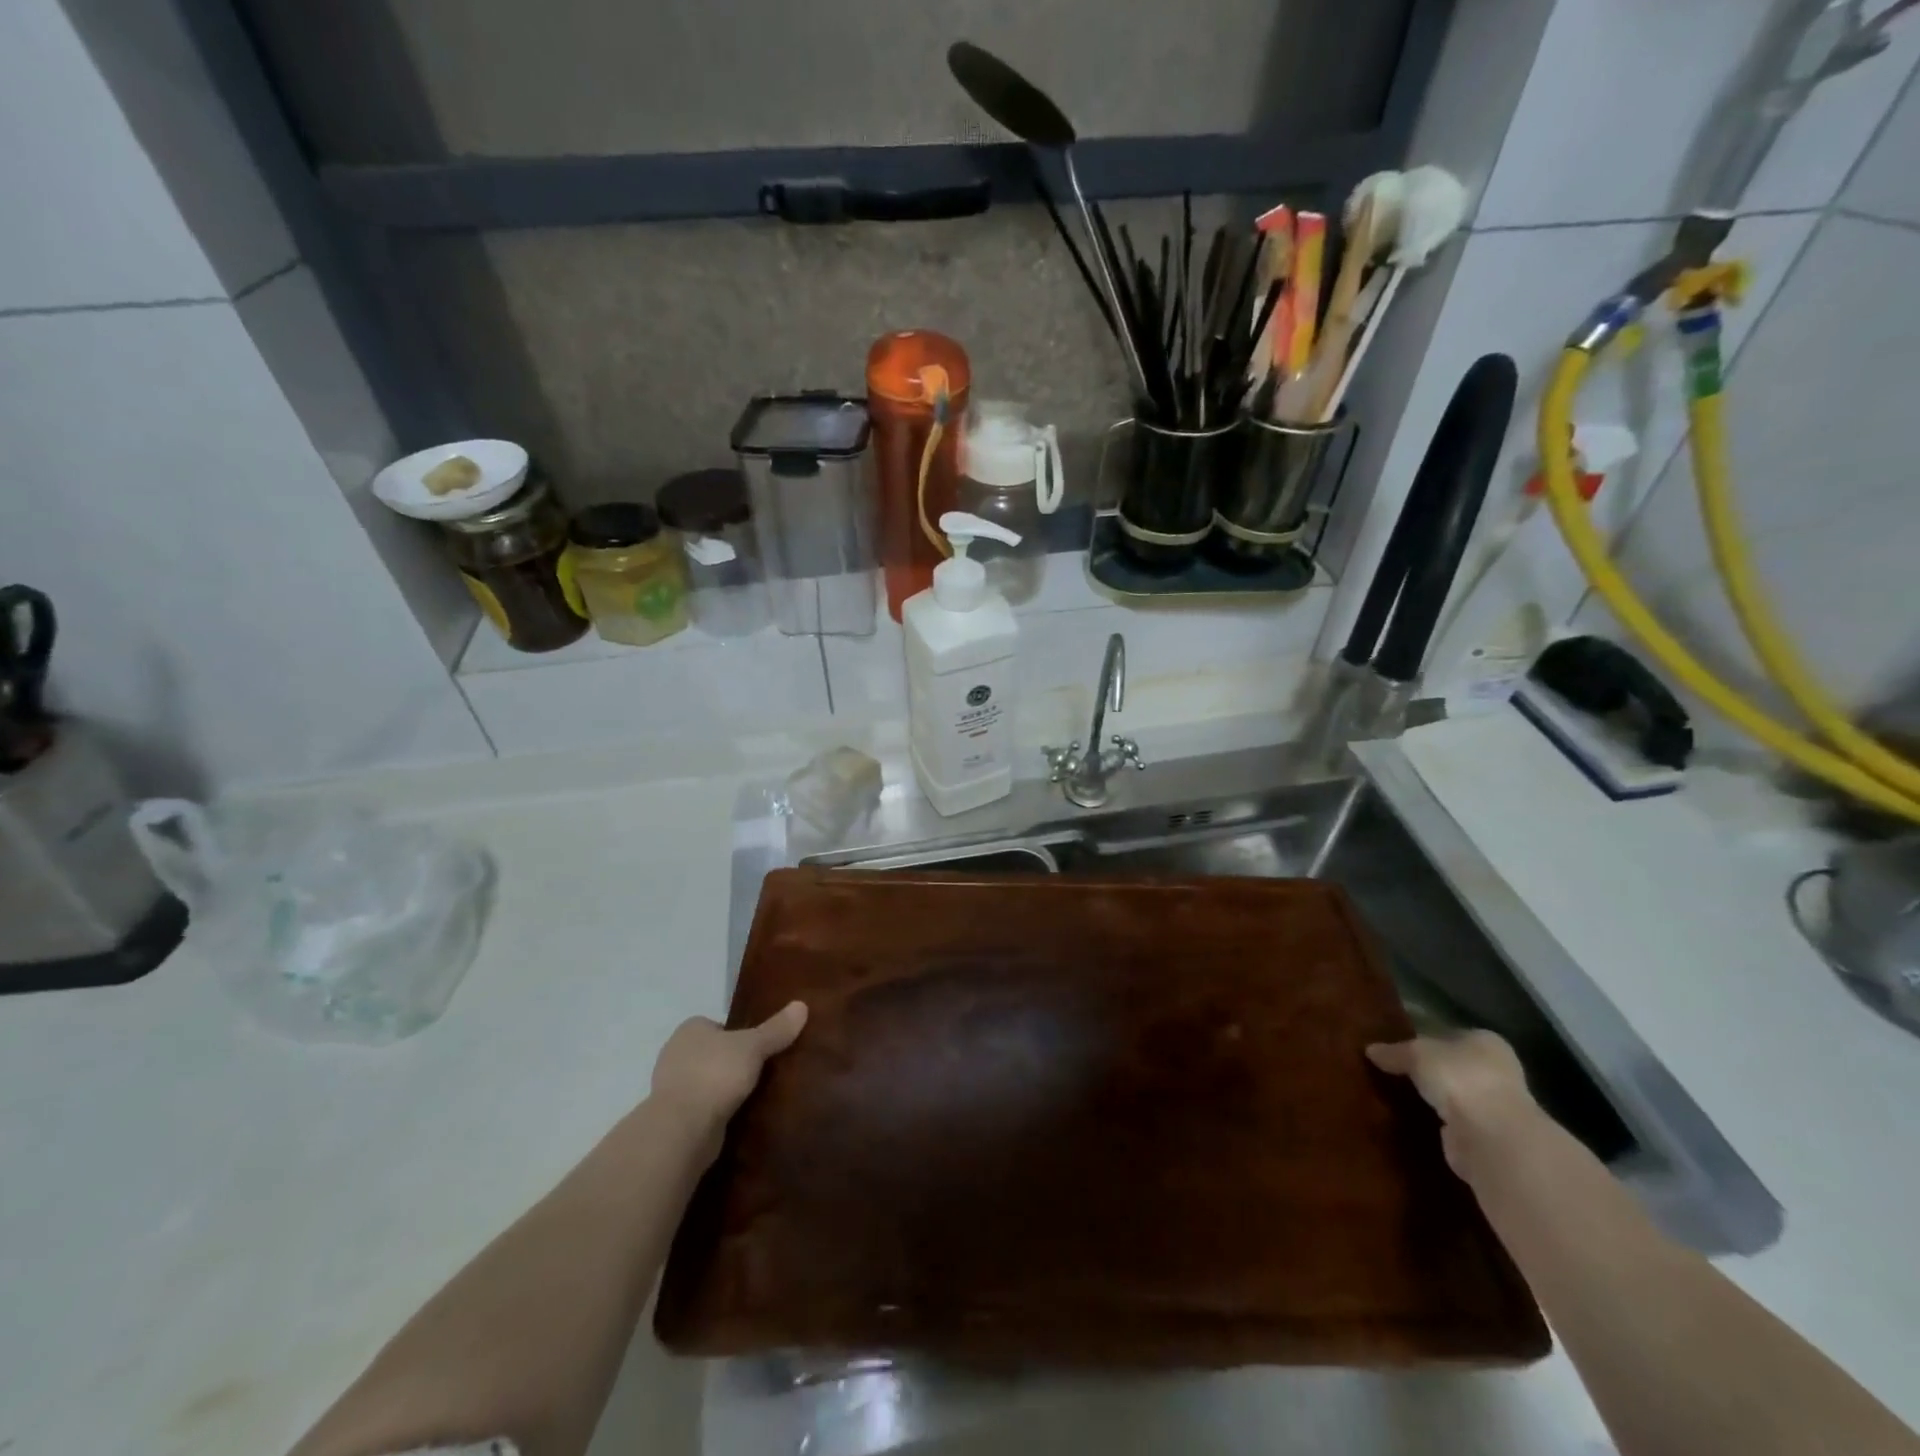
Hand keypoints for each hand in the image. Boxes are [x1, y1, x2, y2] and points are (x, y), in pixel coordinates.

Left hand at [649, 1002, 807, 1156]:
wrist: (681, 1129)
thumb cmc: (715, 1074)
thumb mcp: (754, 1046)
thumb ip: (776, 1029)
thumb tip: (802, 1005)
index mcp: (690, 1029)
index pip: (718, 1026)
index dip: (739, 1035)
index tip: (759, 1047)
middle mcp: (676, 1053)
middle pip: (713, 1053)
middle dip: (732, 1062)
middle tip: (762, 1071)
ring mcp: (672, 1087)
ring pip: (707, 1081)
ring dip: (724, 1088)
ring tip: (754, 1095)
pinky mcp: (674, 1117)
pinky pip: (702, 1106)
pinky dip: (716, 1110)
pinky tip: (737, 1116)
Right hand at [1367, 1030, 1538, 1177]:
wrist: (1491, 1138)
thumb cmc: (1459, 1078)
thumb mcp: (1415, 1054)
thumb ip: (1394, 1052)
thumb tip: (1370, 1050)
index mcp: (1486, 1042)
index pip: (1452, 1035)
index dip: (1426, 1039)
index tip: (1400, 1048)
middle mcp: (1497, 1072)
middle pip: (1454, 1067)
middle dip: (1430, 1071)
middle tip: (1393, 1072)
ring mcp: (1496, 1108)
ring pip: (1454, 1097)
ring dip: (1433, 1100)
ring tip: (1396, 1097)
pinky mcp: (1486, 1139)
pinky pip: (1452, 1124)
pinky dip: (1436, 1124)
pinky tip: (1412, 1121)